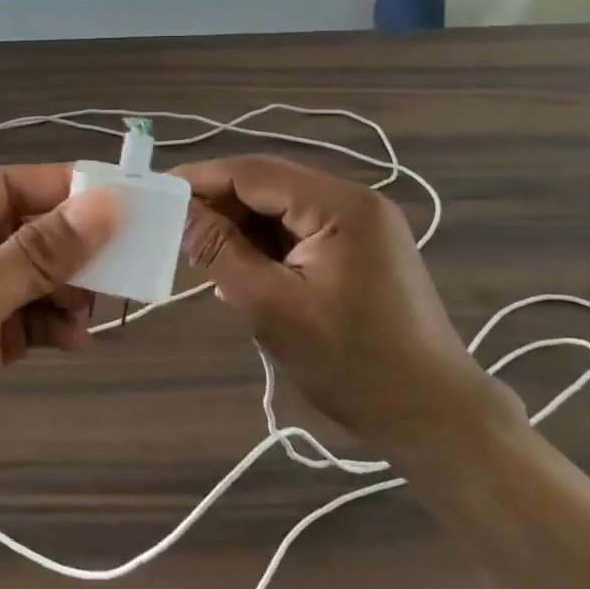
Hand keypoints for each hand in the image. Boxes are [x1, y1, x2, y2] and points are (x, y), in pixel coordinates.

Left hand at [0, 166, 118, 539]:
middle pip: (22, 233)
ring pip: (29, 280)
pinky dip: (53, 326)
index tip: (120, 198)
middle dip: (70, 245)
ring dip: (66, 289)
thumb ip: (35, 254)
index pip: (4, 188)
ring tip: (101, 305)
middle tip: (125, 256)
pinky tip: (77, 341)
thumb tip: (105, 204)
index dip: (59, 188)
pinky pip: (26, 324)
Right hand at [174, 155, 512, 459]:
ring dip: (241, 226)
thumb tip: (178, 210)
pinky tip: (244, 269)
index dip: (200, 178)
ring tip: (204, 254)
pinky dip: (266, 243)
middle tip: (173, 228)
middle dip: (219, 204)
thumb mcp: (271, 307)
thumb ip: (220, 251)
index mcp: (340, 206)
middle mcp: (354, 200)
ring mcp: (362, 223)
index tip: (155, 190)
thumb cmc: (352, 364)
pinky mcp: (361, 246)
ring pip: (280, 207)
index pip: (254, 172)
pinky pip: (298, 229)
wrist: (434, 416)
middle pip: (268, 184)